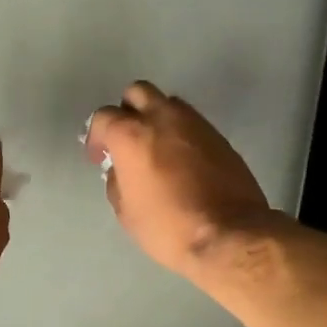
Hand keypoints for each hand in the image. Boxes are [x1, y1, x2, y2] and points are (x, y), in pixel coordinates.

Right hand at [84, 81, 274, 276]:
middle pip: (137, 92)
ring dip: (157, 118)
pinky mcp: (219, 136)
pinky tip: (181, 161)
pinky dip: (180, 133)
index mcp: (132, 134)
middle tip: (127, 140)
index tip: (100, 157)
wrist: (230, 234)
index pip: (103, 116)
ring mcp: (195, 123)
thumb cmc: (168, 226)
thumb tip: (121, 170)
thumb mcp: (126, 211)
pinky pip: (192, 123)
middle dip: (127, 111)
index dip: (96, 136)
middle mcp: (163, 117)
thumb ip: (117, 181)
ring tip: (156, 148)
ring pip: (168, 103)